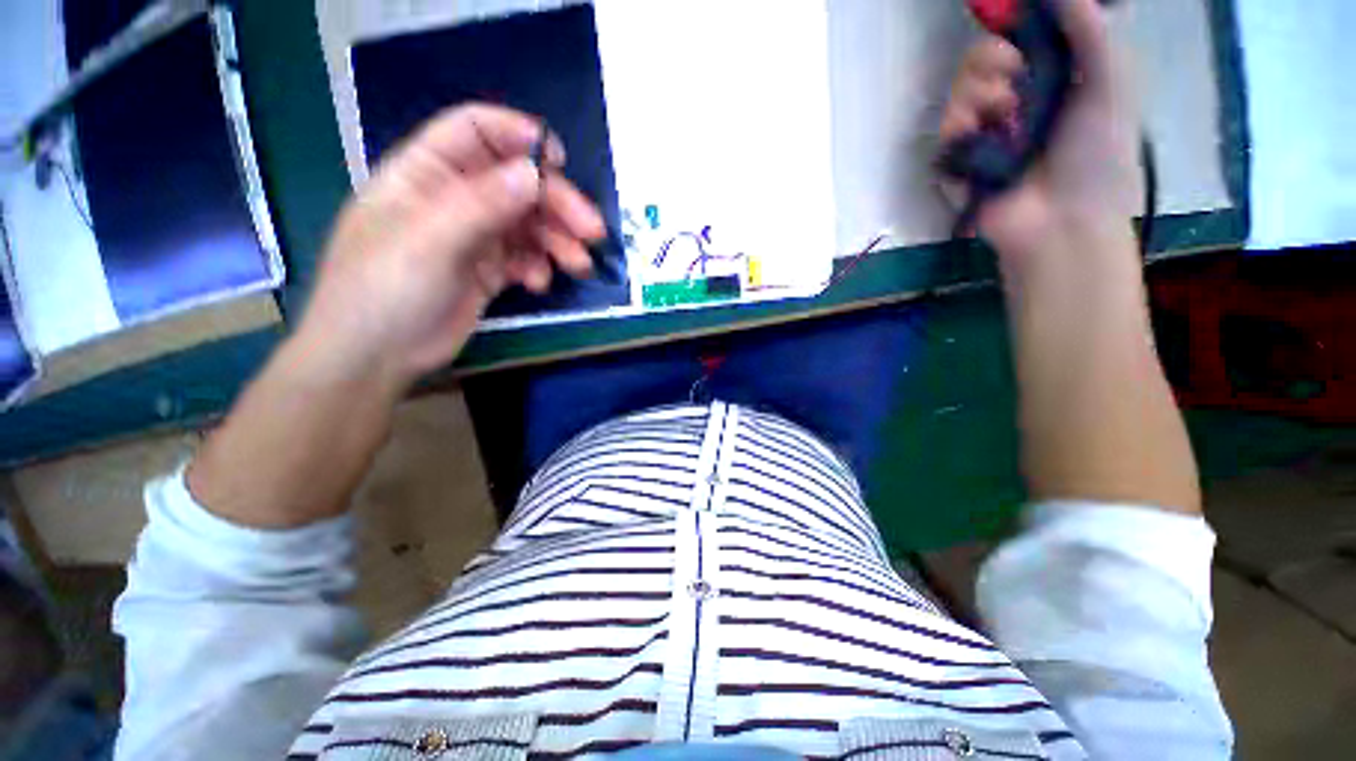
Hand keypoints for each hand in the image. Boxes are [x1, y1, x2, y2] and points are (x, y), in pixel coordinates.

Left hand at [294, 104, 605, 389]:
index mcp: (427, 172)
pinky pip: (524, 258)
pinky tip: (538, 284)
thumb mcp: (430, 241)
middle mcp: (454, 198)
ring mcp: (473, 236)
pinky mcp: (488, 270)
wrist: (376, 356)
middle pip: (517, 184)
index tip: (560, 162)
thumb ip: (483, 203)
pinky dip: (539, 267)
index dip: (519, 137)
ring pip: (528, 224)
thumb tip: (535, 173)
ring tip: (579, 265)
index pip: (476, 132)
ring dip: (557, 242)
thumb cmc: (385, 290)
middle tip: (592, 232)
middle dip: (557, 205)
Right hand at [940, 0, 1139, 262]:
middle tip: (1012, 70)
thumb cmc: (1097, 153)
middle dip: (991, 57)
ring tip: (1003, 111)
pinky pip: (945, 129)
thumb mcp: (1113, 83)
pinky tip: (978, 132)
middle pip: (980, 60)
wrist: (1063, 218)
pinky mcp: (957, 162)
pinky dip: (959, 123)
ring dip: (978, 90)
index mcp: (1049, 80)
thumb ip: (1091, 32)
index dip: (1012, 28)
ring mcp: (982, 133)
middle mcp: (1012, 102)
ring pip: (960, 90)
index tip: (1016, 26)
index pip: (1017, 40)